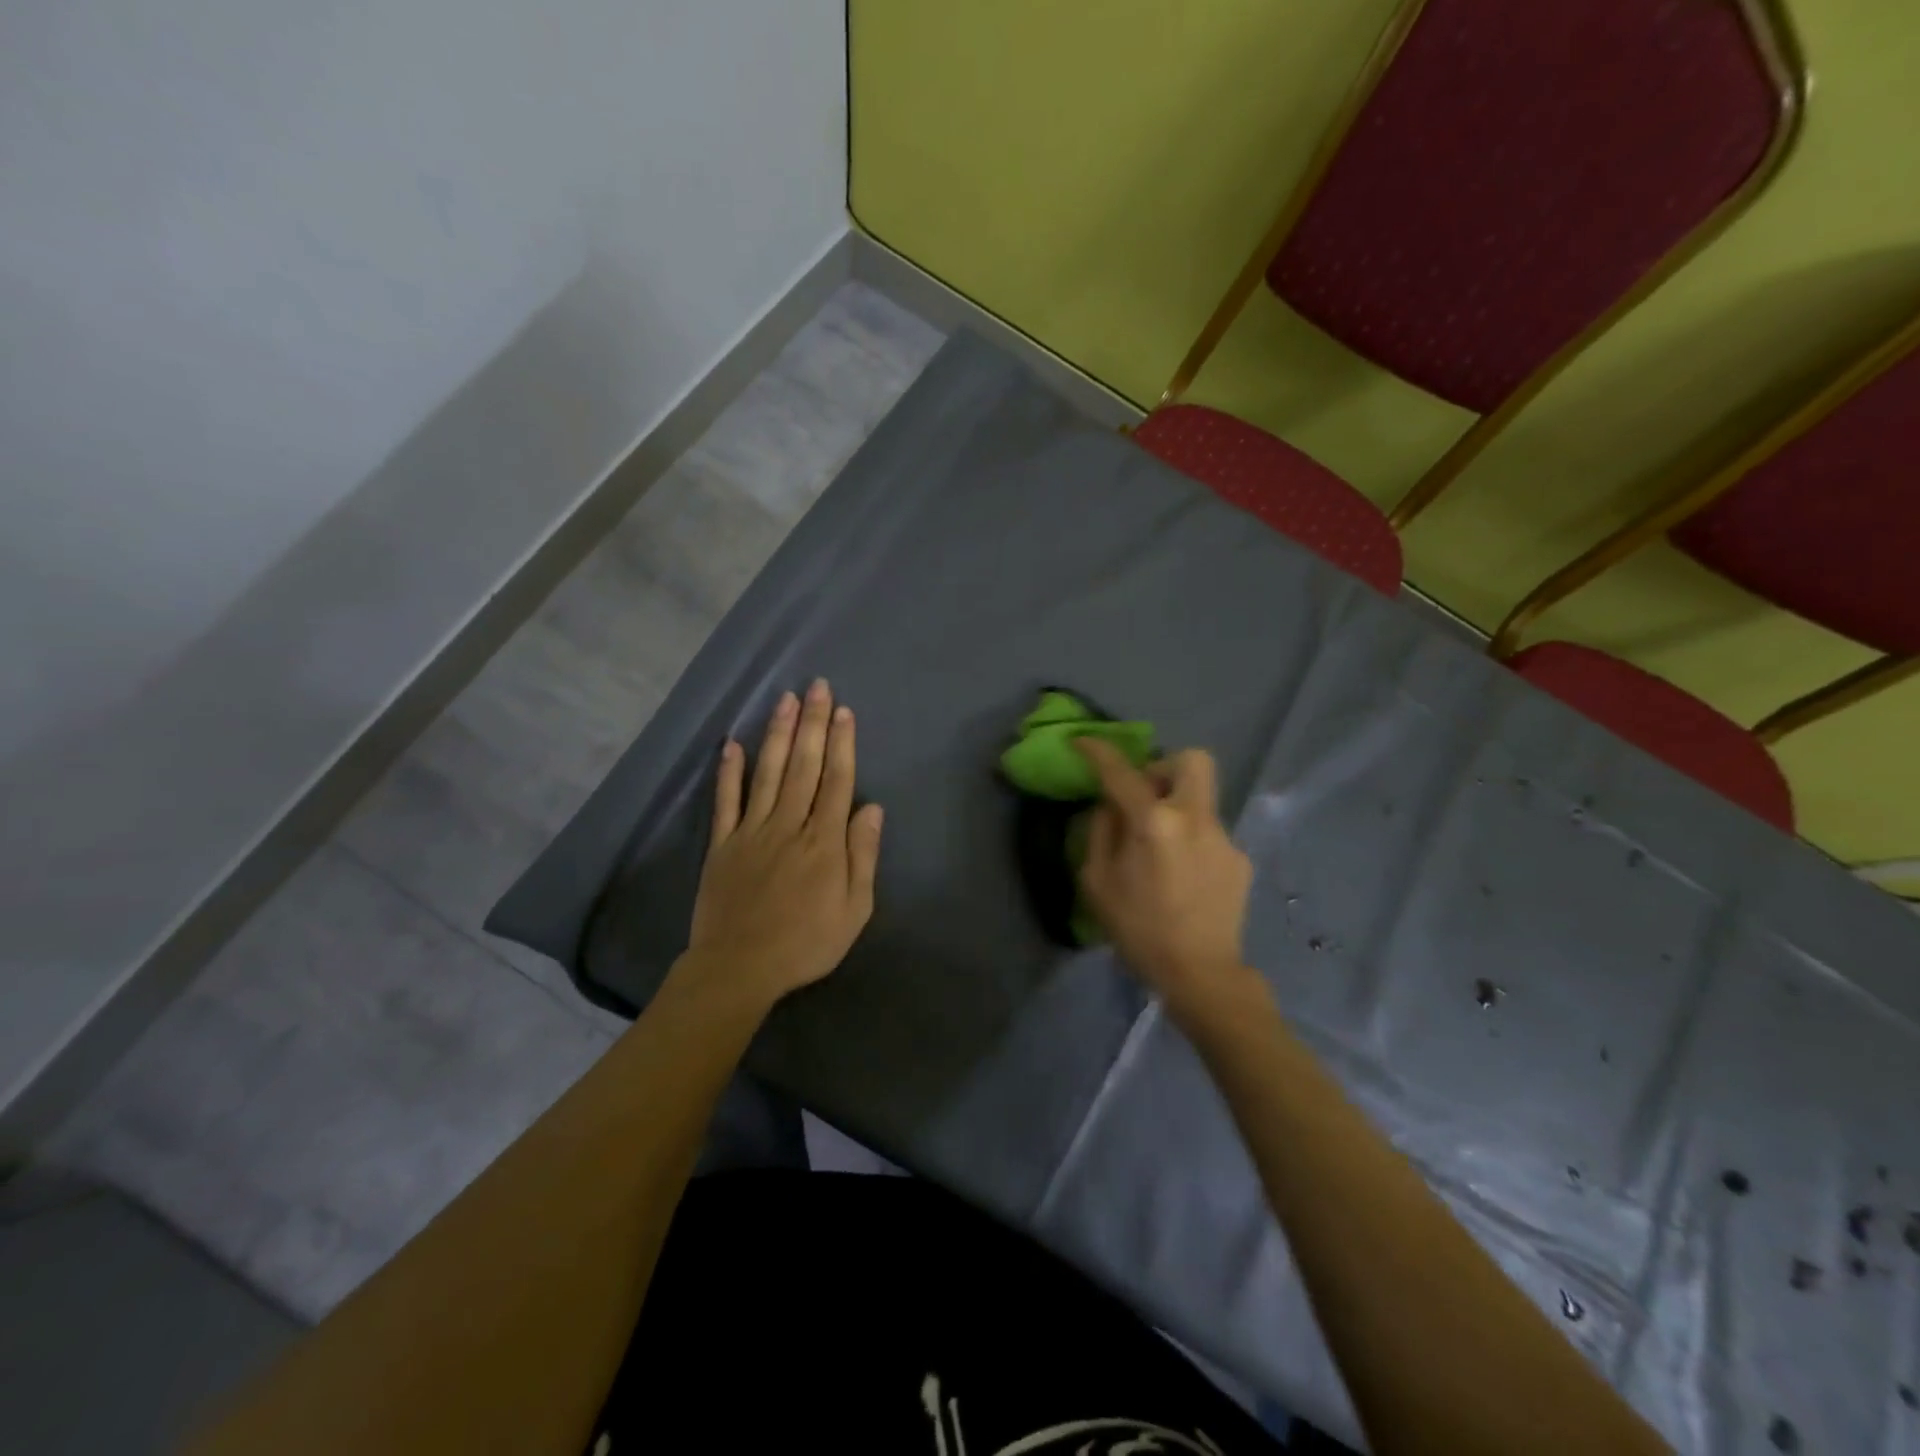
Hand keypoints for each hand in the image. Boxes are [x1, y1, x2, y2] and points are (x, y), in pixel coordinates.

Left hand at [677, 679, 883, 1009]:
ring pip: (768, 773)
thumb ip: (862, 856)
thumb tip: (872, 809)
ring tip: (786, 700)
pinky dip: (729, 772)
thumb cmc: (806, 943)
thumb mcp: (854, 910)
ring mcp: (752, 831)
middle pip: (804, 766)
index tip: (844, 711)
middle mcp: (789, 825)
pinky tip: (733, 744)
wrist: (739, 967)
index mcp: (824, 841)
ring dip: (779, 734)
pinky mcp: (722, 844)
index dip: (842, 744)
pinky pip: (726, 801)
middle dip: (813, 724)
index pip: (836, 781)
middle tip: (817, 687)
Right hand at [1074, 739, 1254, 1017]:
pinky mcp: (1240, 859)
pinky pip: (1209, 832)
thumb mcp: (1098, 883)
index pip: (1122, 772)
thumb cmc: (1139, 931)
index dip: (1098, 751)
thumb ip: (1101, 833)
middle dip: (1163, 767)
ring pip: (1200, 798)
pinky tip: (1182, 876)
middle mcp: (1195, 818)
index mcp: (1154, 823)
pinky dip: (1190, 840)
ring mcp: (1224, 837)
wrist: (1201, 975)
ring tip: (1160, 848)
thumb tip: (1110, 807)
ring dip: (1176, 808)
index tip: (1083, 742)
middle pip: (1191, 760)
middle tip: (1144, 796)